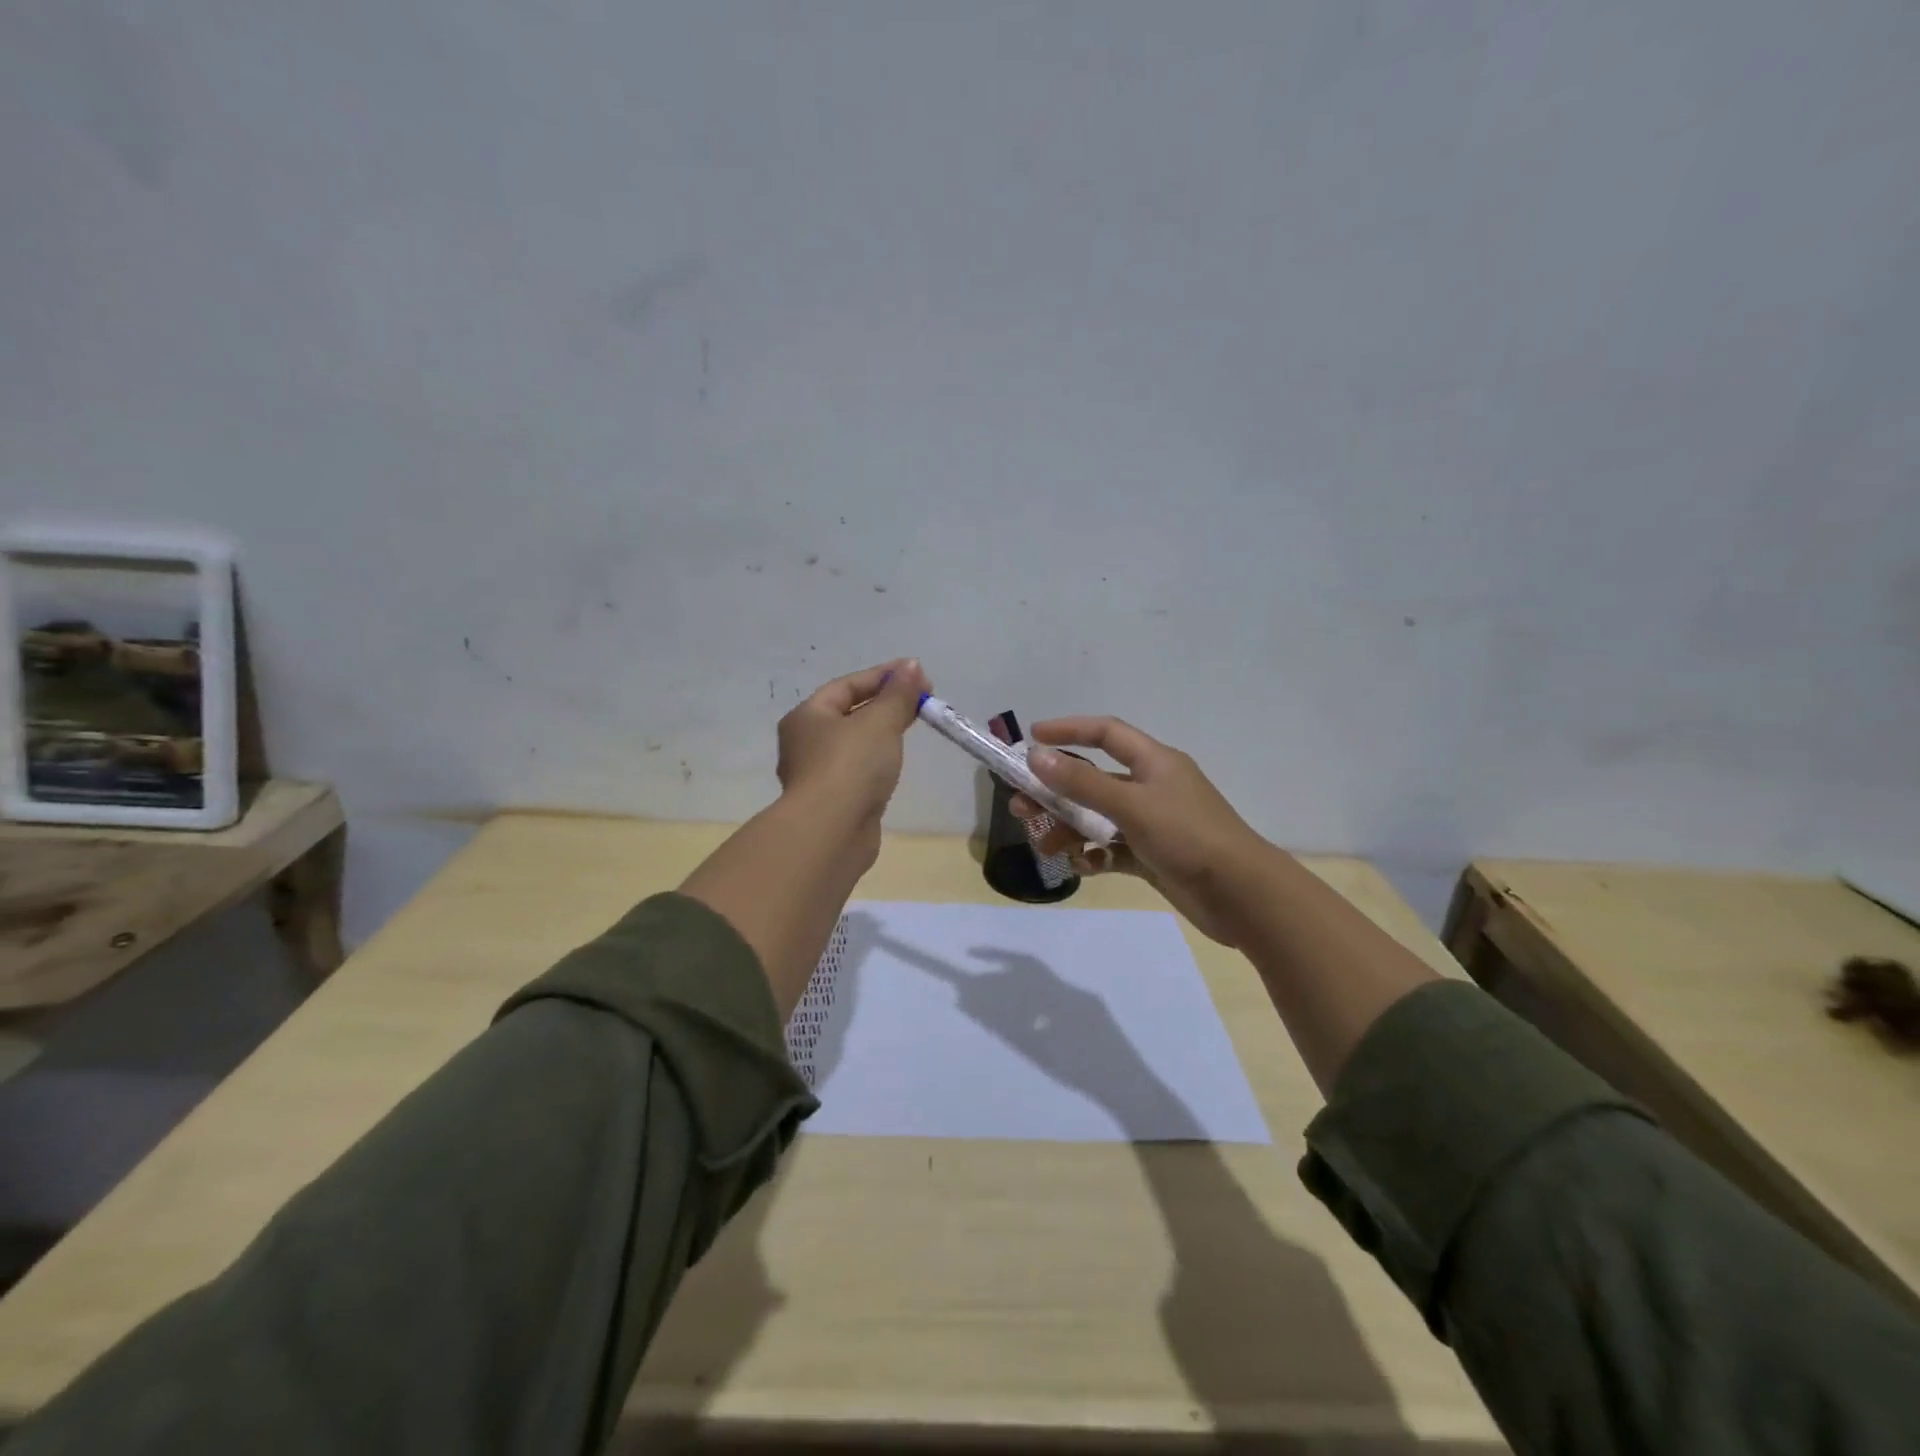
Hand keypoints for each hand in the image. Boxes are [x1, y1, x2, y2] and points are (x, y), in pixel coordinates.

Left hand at [776, 658, 929, 841]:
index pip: (847, 685)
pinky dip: (876, 760)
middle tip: (922, 699)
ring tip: (912, 725)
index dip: (883, 676)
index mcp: (806, 716)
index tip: (918, 673)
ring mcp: (817, 775)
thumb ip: (898, 694)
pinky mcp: (832, 801)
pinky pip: (857, 770)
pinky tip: (895, 762)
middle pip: (849, 713)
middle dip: (885, 703)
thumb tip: (911, 666)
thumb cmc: (851, 766)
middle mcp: (805, 742)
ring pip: (854, 743)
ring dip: (880, 732)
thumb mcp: (880, 722)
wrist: (831, 833)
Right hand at [1011, 717, 1276, 945]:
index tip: (1032, 739)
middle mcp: (1152, 787)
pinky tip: (1083, 866)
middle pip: (1094, 780)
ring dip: (1069, 828)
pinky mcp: (1154, 856)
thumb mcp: (1131, 805)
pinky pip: (1113, 850)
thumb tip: (1036, 756)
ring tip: (1045, 845)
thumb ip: (1082, 782)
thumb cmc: (1188, 837)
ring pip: (1099, 818)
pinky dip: (1095, 855)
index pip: (1106, 733)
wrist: (1243, 896)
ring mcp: (1153, 824)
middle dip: (1056, 791)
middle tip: (1019, 805)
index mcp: (1154, 762)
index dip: (1069, 730)